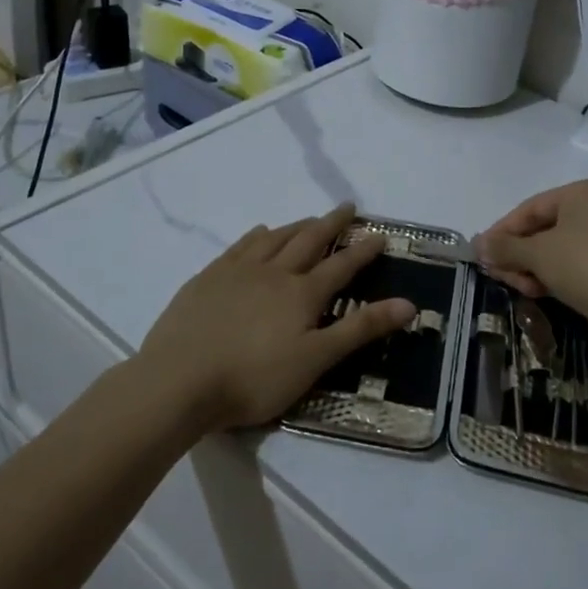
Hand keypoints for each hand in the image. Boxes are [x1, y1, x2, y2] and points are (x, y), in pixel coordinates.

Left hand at [138, 204, 415, 433]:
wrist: (178, 381)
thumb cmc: (253, 378)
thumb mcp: (315, 360)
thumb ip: (360, 330)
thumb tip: (409, 304)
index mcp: (302, 294)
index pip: (341, 265)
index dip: (363, 250)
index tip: (380, 234)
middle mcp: (273, 272)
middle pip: (308, 240)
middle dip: (332, 224)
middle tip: (347, 207)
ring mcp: (238, 271)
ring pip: (274, 238)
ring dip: (297, 225)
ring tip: (310, 219)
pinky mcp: (208, 278)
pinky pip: (240, 246)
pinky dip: (257, 235)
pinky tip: (259, 232)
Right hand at [477, 180, 587, 336]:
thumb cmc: (584, 265)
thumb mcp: (536, 253)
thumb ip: (504, 247)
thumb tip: (477, 244)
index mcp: (582, 194)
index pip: (530, 208)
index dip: (502, 231)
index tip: (482, 254)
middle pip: (542, 230)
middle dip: (517, 254)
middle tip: (497, 275)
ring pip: (556, 251)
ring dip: (532, 268)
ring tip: (519, 288)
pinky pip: (573, 268)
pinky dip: (553, 277)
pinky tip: (539, 293)